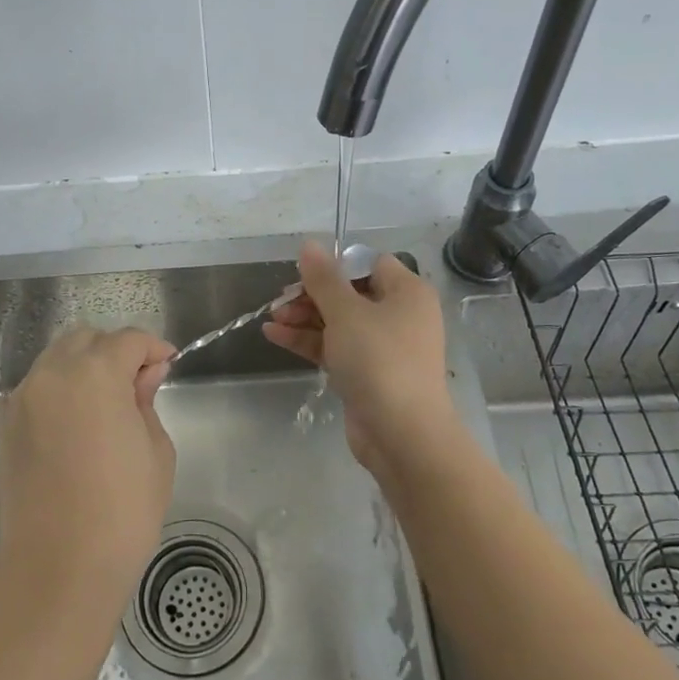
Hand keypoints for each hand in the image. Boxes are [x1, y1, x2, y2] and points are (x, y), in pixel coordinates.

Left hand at [0, 327, 176, 621]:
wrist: (57, 572)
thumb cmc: (122, 512)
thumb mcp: (155, 452)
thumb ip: (146, 401)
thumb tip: (144, 375)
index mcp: (94, 373)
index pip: (127, 340)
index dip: (153, 348)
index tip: (168, 365)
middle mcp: (51, 375)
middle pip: (86, 340)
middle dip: (115, 351)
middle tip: (139, 383)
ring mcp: (22, 401)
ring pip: (57, 361)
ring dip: (85, 368)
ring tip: (108, 404)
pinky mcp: (6, 428)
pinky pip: (38, 390)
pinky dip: (61, 391)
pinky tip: (79, 425)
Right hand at [263, 242, 458, 479]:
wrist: (402, 435)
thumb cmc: (379, 361)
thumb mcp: (346, 313)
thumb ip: (324, 279)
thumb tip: (309, 245)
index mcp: (406, 292)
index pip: (368, 263)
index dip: (335, 265)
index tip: (304, 274)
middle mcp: (399, 315)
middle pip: (349, 293)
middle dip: (312, 295)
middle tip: (281, 301)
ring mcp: (383, 347)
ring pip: (339, 322)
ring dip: (305, 317)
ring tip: (272, 318)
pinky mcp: (367, 373)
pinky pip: (335, 347)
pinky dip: (308, 341)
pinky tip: (274, 335)